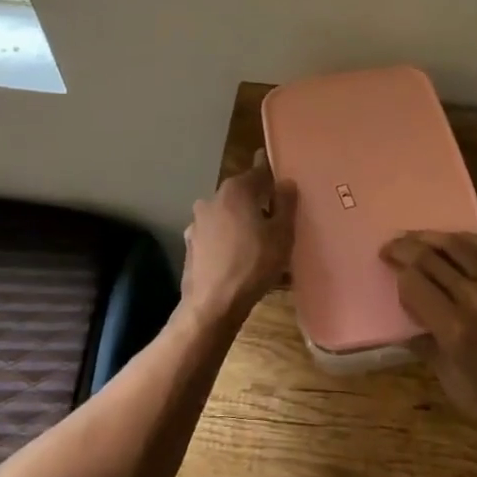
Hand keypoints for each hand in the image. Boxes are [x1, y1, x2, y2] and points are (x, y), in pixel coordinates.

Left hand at [180, 150, 297, 325]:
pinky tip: (239, 259)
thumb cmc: (253, 264)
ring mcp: (198, 221)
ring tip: (259, 244)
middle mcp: (213, 198)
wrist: (212, 305)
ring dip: (241, 222)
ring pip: (227, 214)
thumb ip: (286, 203)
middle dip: (258, 202)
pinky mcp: (191, 244)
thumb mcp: (282, 234)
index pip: (260, 172)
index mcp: (236, 190)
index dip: (274, 178)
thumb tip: (286, 182)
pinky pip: (216, 235)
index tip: (284, 185)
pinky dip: (227, 240)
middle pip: (242, 193)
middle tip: (277, 220)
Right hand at [381, 232, 476, 442]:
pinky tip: (451, 240)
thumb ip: (431, 353)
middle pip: (429, 258)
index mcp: (456, 329)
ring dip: (427, 237)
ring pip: (454, 246)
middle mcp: (473, 298)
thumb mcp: (458, 391)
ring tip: (410, 238)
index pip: (414, 284)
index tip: (388, 275)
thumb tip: (409, 329)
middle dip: (404, 249)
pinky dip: (463, 239)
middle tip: (387, 248)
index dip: (397, 276)